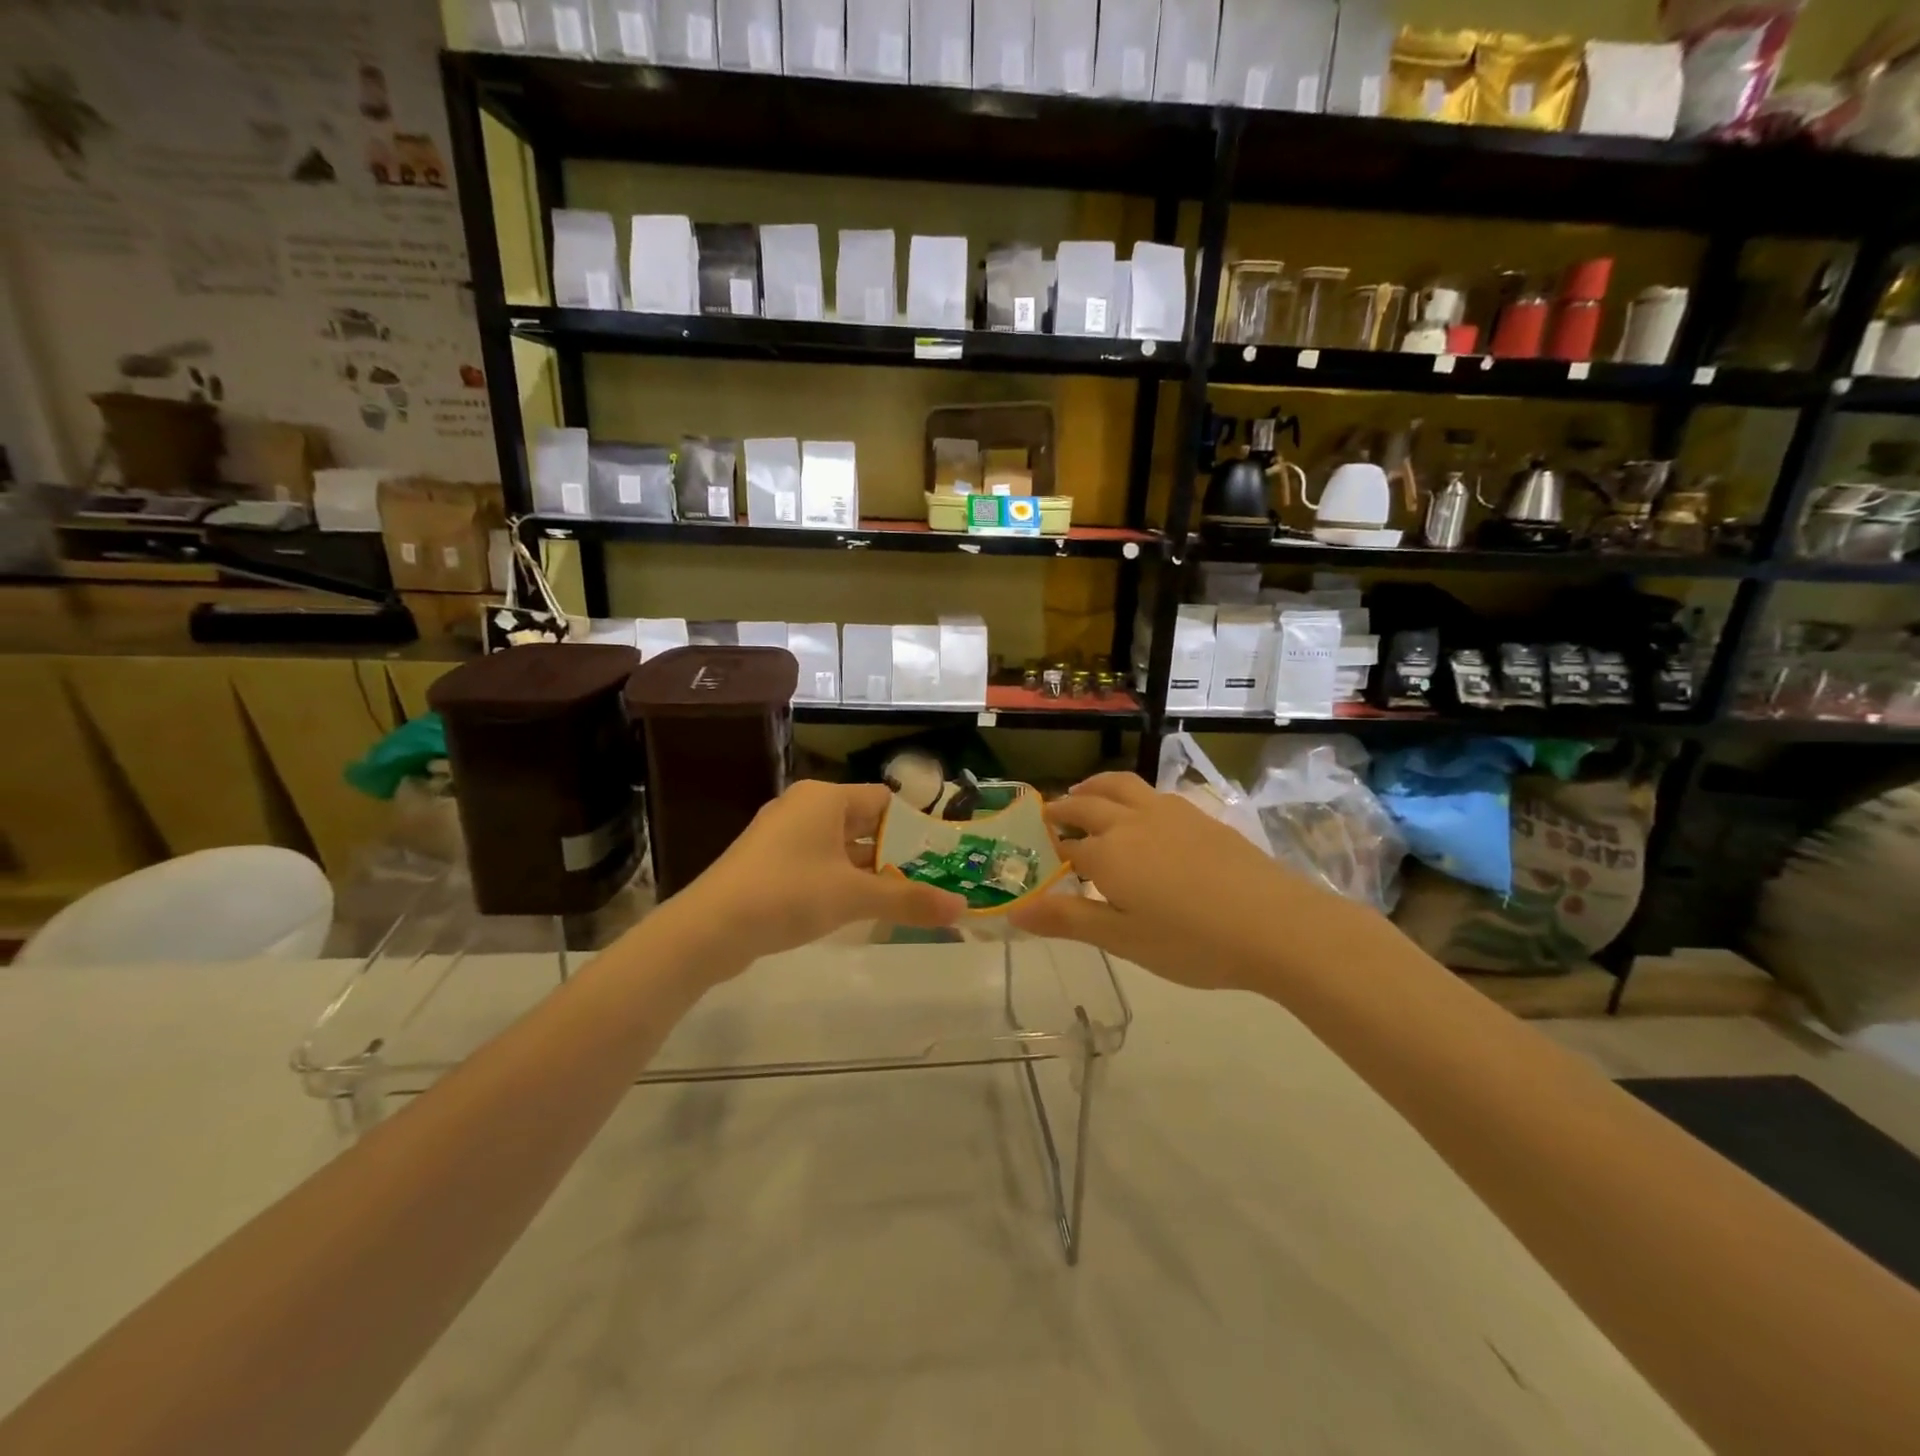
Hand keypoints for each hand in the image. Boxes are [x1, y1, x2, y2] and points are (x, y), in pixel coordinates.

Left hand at [672, 780, 964, 970]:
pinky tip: (857, 909)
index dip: (914, 827)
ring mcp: (782, 835)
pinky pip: (817, 863)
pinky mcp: (768, 862)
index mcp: (825, 798)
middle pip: (863, 823)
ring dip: (868, 871)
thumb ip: (909, 899)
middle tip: (930, 880)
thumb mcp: (854, 897)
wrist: (709, 928)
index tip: (939, 856)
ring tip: (902, 898)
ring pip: (840, 847)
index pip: (884, 800)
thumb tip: (961, 907)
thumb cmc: (788, 894)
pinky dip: (840, 880)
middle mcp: (804, 807)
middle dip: (895, 853)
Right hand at [1008, 771, 1360, 989]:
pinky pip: (1152, 793)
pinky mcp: (1200, 815)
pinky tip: (1142, 814)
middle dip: (1064, 808)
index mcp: (1108, 852)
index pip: (1066, 845)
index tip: (1035, 853)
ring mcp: (1169, 813)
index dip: (1049, 848)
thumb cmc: (1192, 942)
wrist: (1276, 924)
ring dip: (1095, 787)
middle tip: (1050, 815)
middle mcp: (1131, 821)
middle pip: (1088, 803)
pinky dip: (1131, 794)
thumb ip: (1068, 921)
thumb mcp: (1123, 940)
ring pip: (1121, 785)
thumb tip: (1014, 911)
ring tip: (1085, 794)